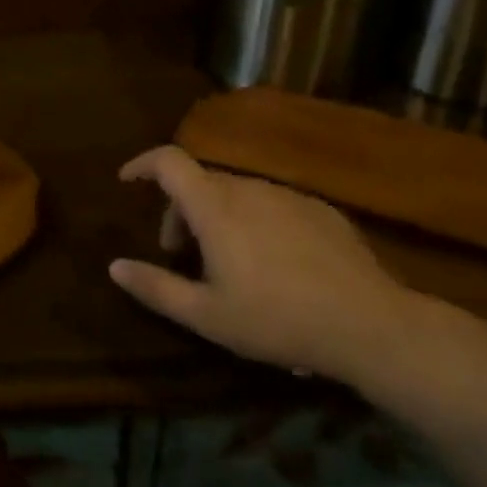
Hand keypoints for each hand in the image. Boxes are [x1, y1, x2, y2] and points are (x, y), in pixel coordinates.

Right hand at [109, 146, 426, 385]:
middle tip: (180, 253)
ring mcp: (287, 195)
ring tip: (227, 263)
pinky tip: (274, 264)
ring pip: (237, 193)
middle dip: (180, 209)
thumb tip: (114, 266)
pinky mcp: (320, 209)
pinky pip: (272, 204)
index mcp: (214, 205)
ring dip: (218, 216)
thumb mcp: (207, 316)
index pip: (168, 161)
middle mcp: (247, 188)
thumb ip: (155, 287)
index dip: (142, 164)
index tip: (127, 181)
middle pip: (200, 181)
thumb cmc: (277, 319)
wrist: (372, 326)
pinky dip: (255, 221)